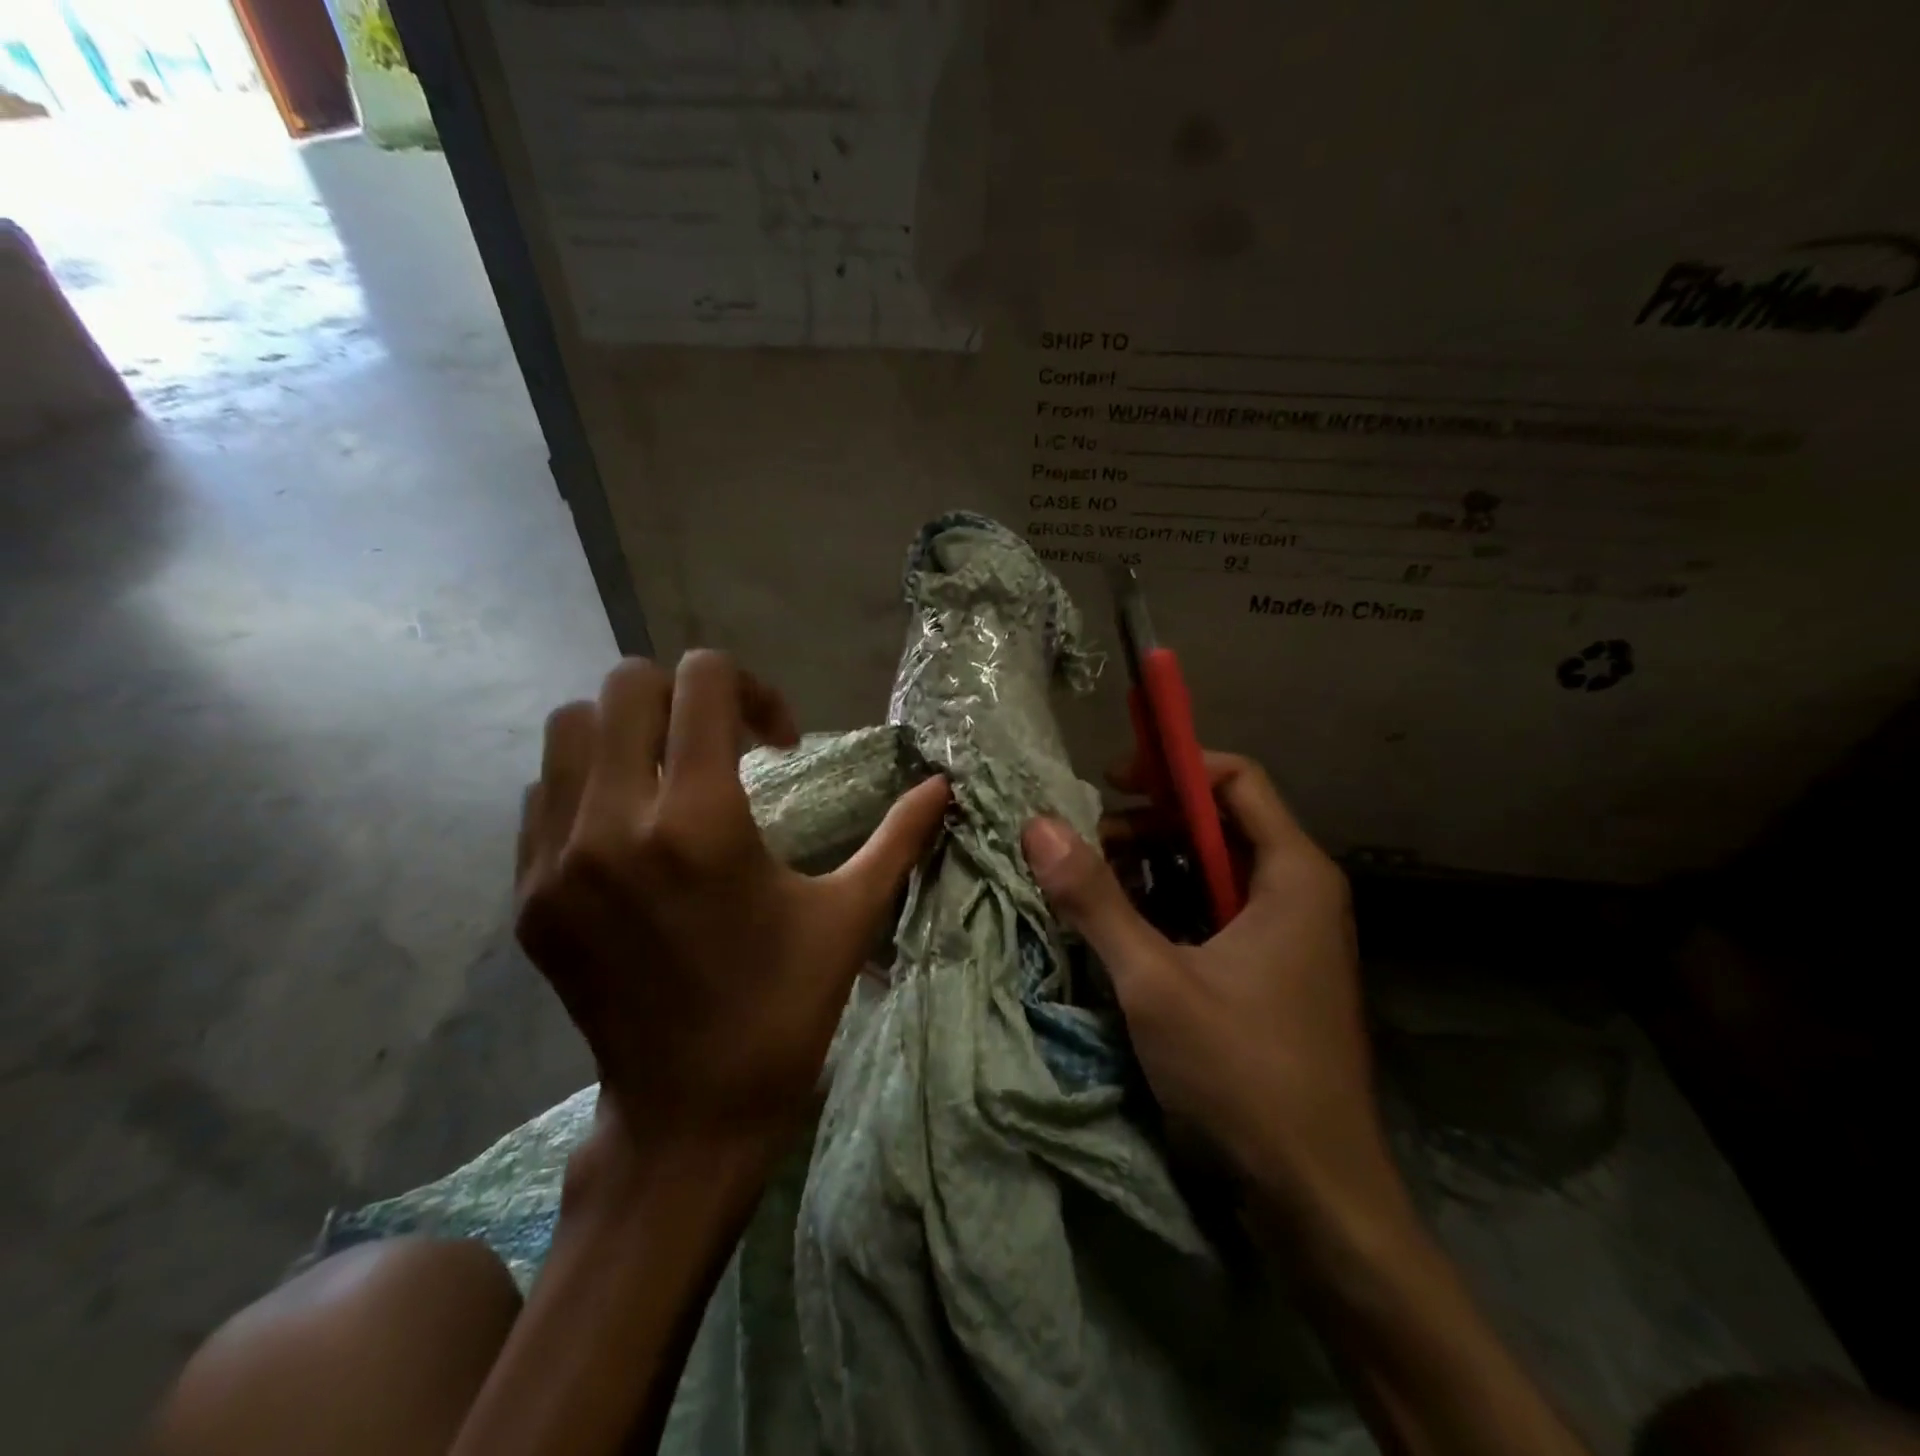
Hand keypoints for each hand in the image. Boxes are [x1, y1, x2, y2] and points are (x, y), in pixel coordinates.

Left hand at [516, 652, 949, 1168]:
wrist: (689, 1113)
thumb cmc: (784, 1006)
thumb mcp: (850, 915)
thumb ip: (900, 837)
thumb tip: (944, 784)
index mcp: (700, 822)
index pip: (702, 681)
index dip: (753, 688)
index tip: (780, 741)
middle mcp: (613, 825)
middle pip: (626, 686)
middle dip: (687, 695)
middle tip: (725, 743)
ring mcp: (556, 861)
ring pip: (569, 727)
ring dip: (630, 730)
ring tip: (673, 774)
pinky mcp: (527, 896)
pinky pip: (544, 793)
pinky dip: (590, 781)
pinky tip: (634, 827)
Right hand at [1022, 755, 1398, 1227]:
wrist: (1319, 1199)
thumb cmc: (1245, 1075)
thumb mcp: (1155, 981)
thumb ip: (1096, 900)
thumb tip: (1039, 825)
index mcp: (1293, 874)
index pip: (1237, 779)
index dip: (1172, 768)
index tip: (1110, 782)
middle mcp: (1300, 892)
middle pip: (1219, 822)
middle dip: (1149, 824)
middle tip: (1087, 846)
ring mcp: (1290, 936)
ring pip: (1213, 871)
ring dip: (1153, 869)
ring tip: (1093, 889)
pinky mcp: (1273, 974)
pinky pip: (1217, 914)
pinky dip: (1170, 909)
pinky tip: (1125, 934)